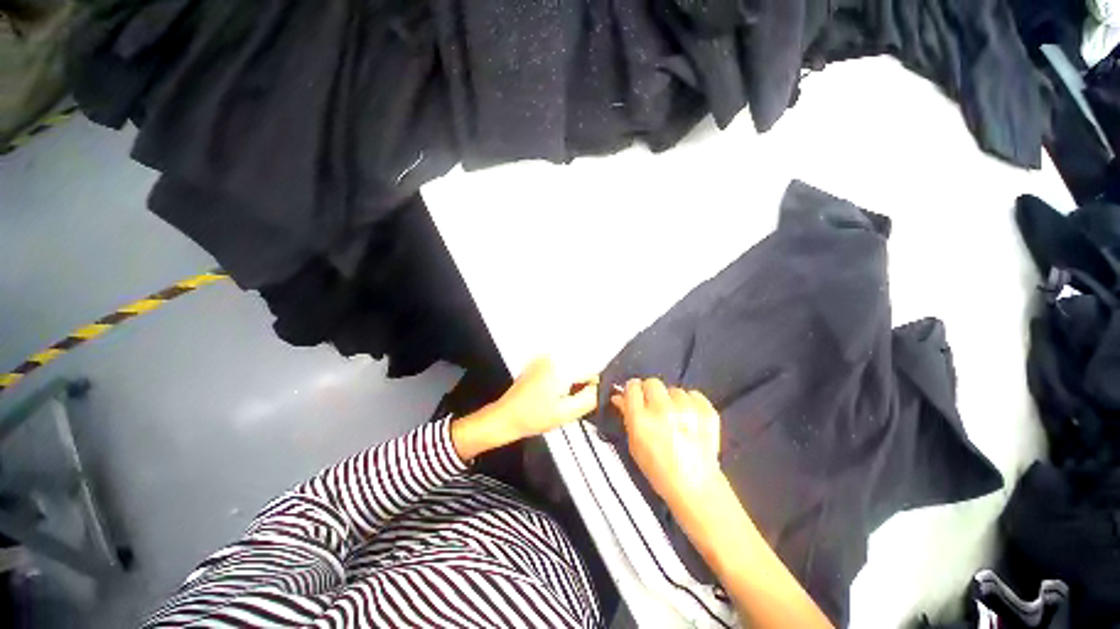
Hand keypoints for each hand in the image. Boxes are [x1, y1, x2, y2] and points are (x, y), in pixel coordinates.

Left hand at [452, 357, 597, 459]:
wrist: (506, 417)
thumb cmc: (533, 417)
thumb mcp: (567, 413)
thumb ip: (590, 399)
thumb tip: (601, 388)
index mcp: (561, 368)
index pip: (590, 372)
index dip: (592, 388)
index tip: (585, 400)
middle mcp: (553, 358)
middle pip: (579, 369)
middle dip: (579, 386)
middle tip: (568, 403)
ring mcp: (543, 359)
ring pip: (569, 370)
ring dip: (569, 384)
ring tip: (556, 399)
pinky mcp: (537, 363)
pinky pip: (558, 369)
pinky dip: (559, 380)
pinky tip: (549, 395)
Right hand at [611, 379, 721, 512]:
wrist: (696, 487)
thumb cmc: (658, 469)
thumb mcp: (635, 444)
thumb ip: (626, 416)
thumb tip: (618, 396)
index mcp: (641, 419)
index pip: (632, 387)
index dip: (633, 391)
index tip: (635, 397)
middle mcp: (662, 409)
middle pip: (652, 382)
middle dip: (651, 392)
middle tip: (654, 407)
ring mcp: (686, 409)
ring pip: (673, 389)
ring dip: (671, 399)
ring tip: (675, 418)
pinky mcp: (707, 411)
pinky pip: (693, 394)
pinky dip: (690, 403)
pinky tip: (690, 419)